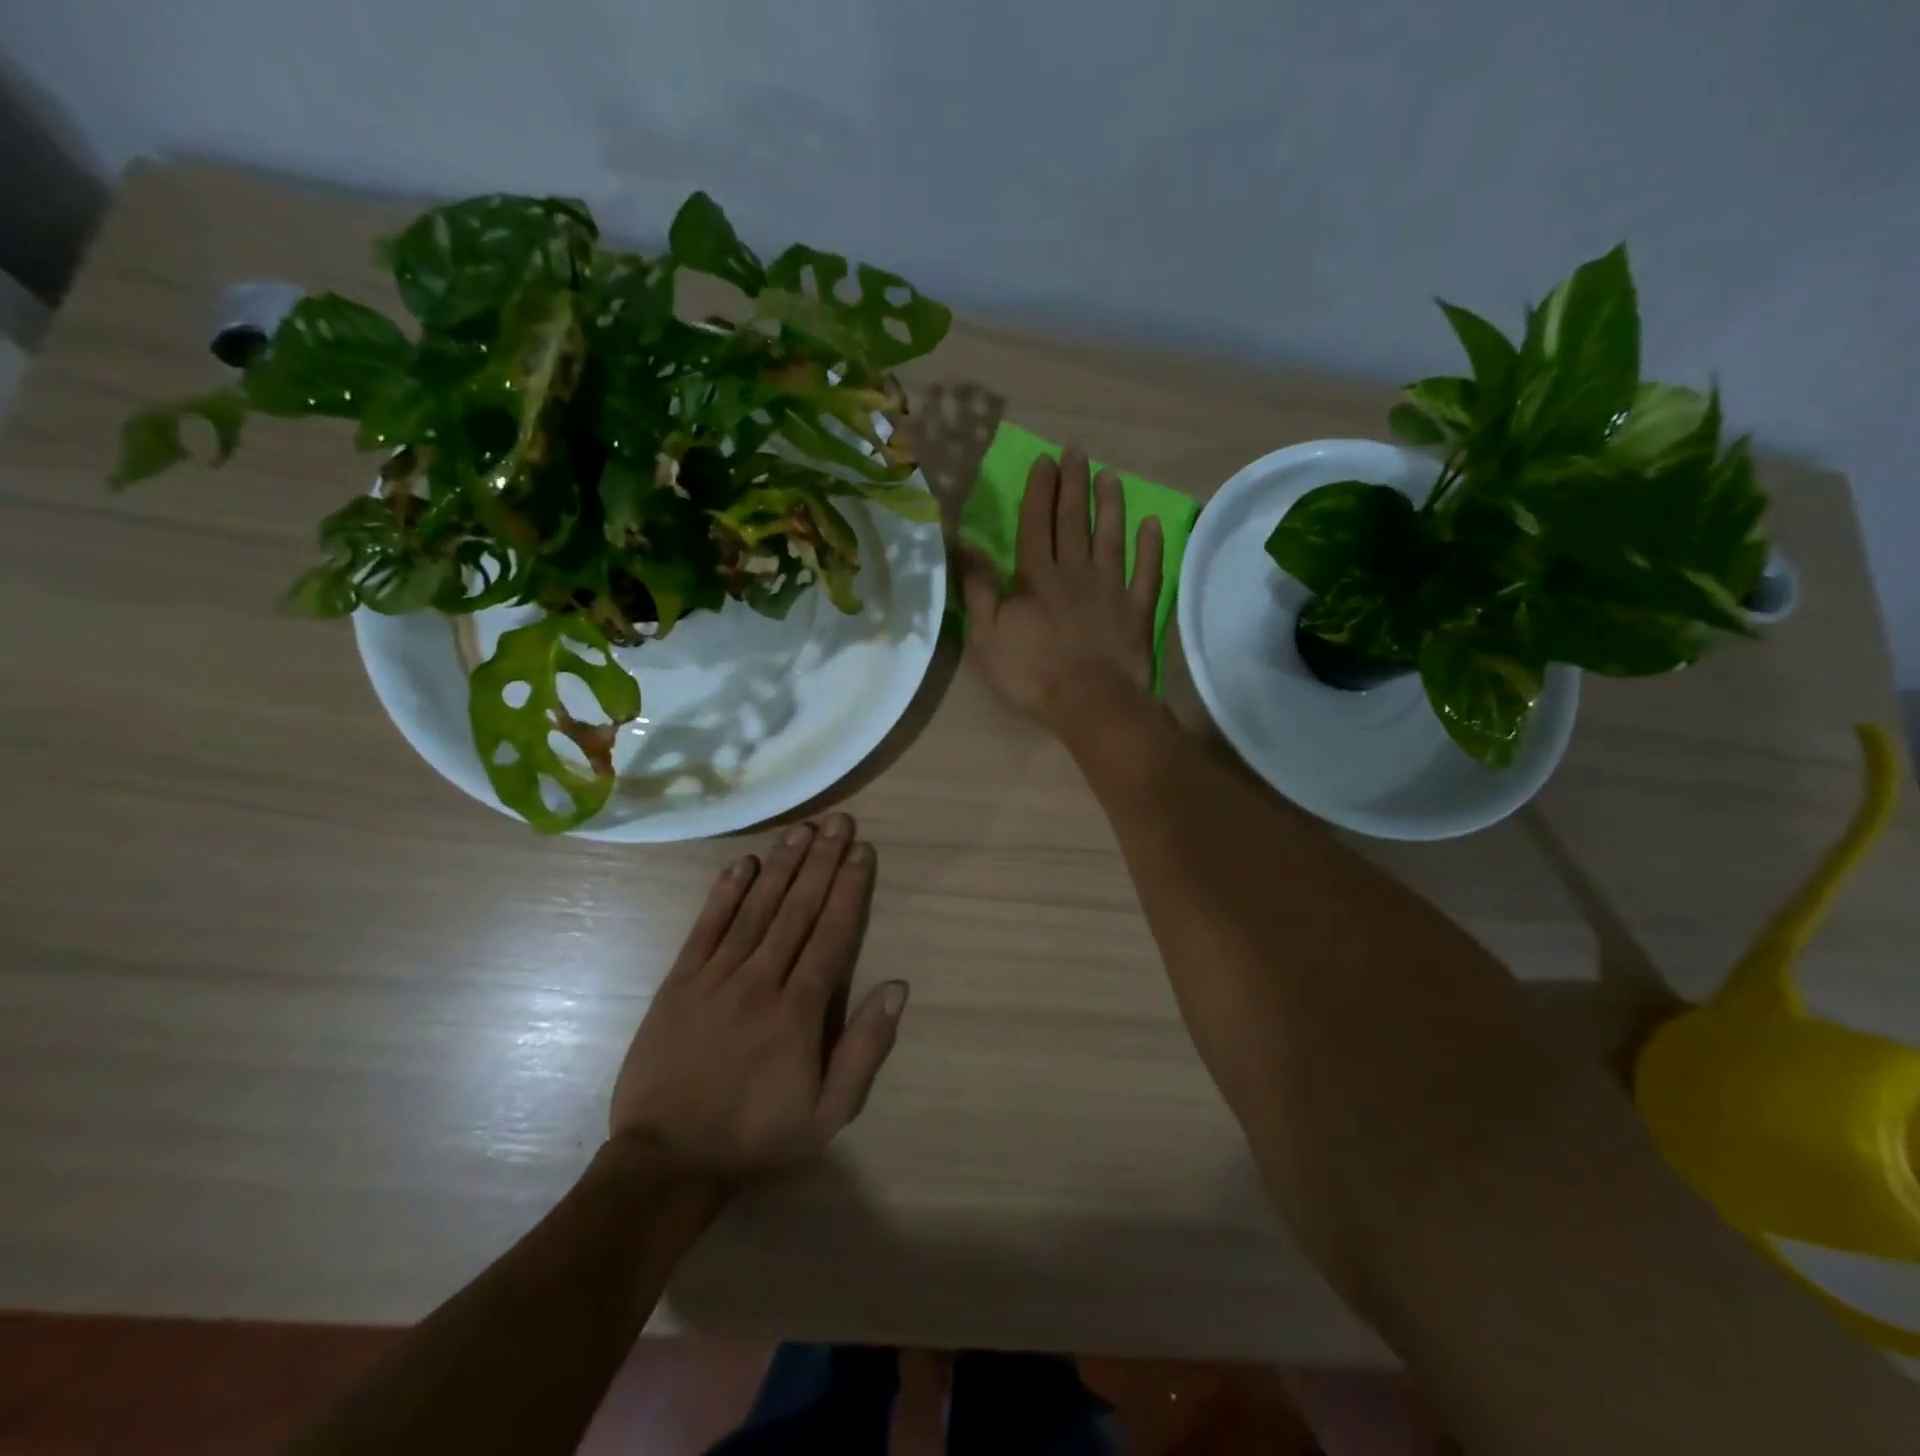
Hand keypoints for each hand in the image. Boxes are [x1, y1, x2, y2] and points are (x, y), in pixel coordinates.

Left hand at [609, 814, 907, 1182]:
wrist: (668, 1160)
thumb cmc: (758, 1136)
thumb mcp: (829, 1113)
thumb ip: (865, 1048)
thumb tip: (897, 987)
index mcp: (799, 1010)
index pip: (831, 934)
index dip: (848, 889)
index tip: (861, 852)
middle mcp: (760, 981)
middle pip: (797, 909)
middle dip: (821, 861)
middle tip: (838, 822)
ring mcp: (715, 977)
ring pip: (756, 909)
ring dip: (780, 865)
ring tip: (801, 830)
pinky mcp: (679, 982)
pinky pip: (706, 927)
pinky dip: (725, 892)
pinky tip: (741, 862)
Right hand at [958, 446, 1163, 731]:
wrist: (1092, 703)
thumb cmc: (1032, 674)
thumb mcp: (987, 636)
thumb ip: (978, 589)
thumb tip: (965, 544)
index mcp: (1036, 577)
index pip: (1035, 524)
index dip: (1039, 491)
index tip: (1045, 460)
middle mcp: (1075, 572)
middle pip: (1073, 521)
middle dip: (1073, 485)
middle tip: (1077, 452)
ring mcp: (1111, 589)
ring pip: (1110, 538)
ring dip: (1110, 505)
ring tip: (1110, 476)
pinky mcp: (1137, 610)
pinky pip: (1146, 572)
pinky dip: (1150, 547)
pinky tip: (1153, 524)